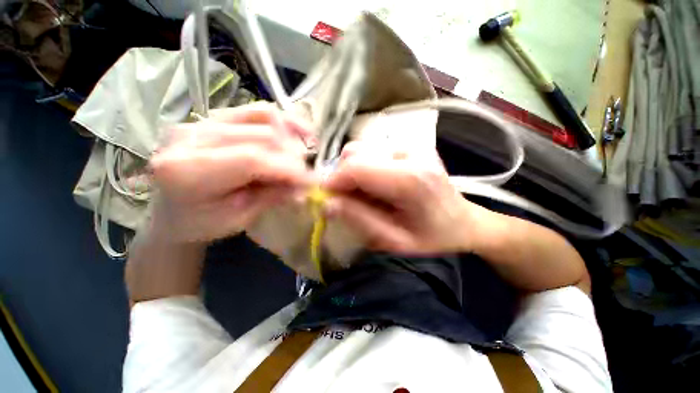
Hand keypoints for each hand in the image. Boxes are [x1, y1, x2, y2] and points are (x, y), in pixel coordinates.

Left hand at [145, 104, 313, 244]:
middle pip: (263, 136)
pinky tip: (297, 134)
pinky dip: (283, 122)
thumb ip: (272, 196)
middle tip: (304, 178)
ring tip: (301, 157)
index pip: (252, 159)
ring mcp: (202, 120)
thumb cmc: (202, 223)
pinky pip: (256, 111)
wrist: (174, 210)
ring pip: (264, 117)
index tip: (312, 182)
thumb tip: (304, 184)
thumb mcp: (239, 220)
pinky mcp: (214, 116)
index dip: (289, 169)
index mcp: (186, 171)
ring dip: (291, 139)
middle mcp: (190, 136)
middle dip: (293, 158)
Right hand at [324, 141, 473, 254]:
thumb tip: (327, 203)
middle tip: (348, 201)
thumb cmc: (431, 236)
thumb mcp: (393, 240)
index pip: (355, 167)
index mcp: (409, 179)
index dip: (333, 182)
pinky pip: (371, 152)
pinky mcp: (408, 145)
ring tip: (365, 195)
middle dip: (342, 179)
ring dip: (353, 174)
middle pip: (354, 154)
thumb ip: (359, 219)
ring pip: (360, 150)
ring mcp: (410, 145)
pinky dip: (365, 169)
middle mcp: (409, 153)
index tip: (325, 199)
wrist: (463, 221)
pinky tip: (377, 186)